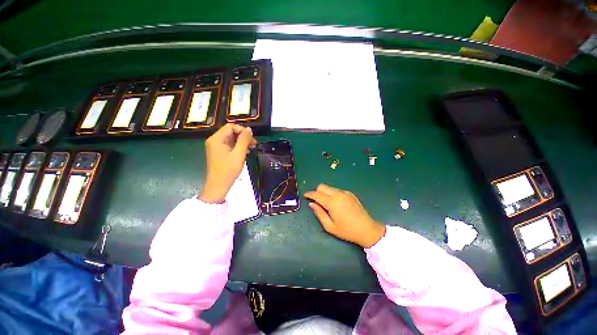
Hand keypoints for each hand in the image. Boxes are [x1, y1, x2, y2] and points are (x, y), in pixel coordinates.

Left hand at [199, 123, 256, 203]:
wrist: (218, 186)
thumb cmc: (228, 170)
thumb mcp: (239, 154)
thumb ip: (244, 140)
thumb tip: (249, 129)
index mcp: (217, 139)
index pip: (230, 127)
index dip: (242, 130)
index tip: (252, 138)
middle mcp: (214, 141)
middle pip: (231, 132)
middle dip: (243, 136)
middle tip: (254, 143)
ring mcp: (216, 147)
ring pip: (231, 139)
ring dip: (242, 142)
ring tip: (252, 147)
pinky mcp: (219, 153)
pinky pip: (229, 145)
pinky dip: (238, 147)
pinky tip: (246, 152)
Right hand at [304, 184, 385, 247]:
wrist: (367, 229)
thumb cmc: (347, 230)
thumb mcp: (329, 226)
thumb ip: (319, 213)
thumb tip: (311, 204)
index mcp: (332, 202)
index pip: (317, 194)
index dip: (309, 194)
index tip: (305, 195)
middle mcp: (338, 194)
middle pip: (322, 186)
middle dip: (317, 192)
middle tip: (316, 201)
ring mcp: (345, 193)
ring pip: (329, 188)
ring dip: (325, 192)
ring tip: (326, 203)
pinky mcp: (350, 194)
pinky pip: (337, 190)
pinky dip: (332, 194)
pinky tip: (336, 203)